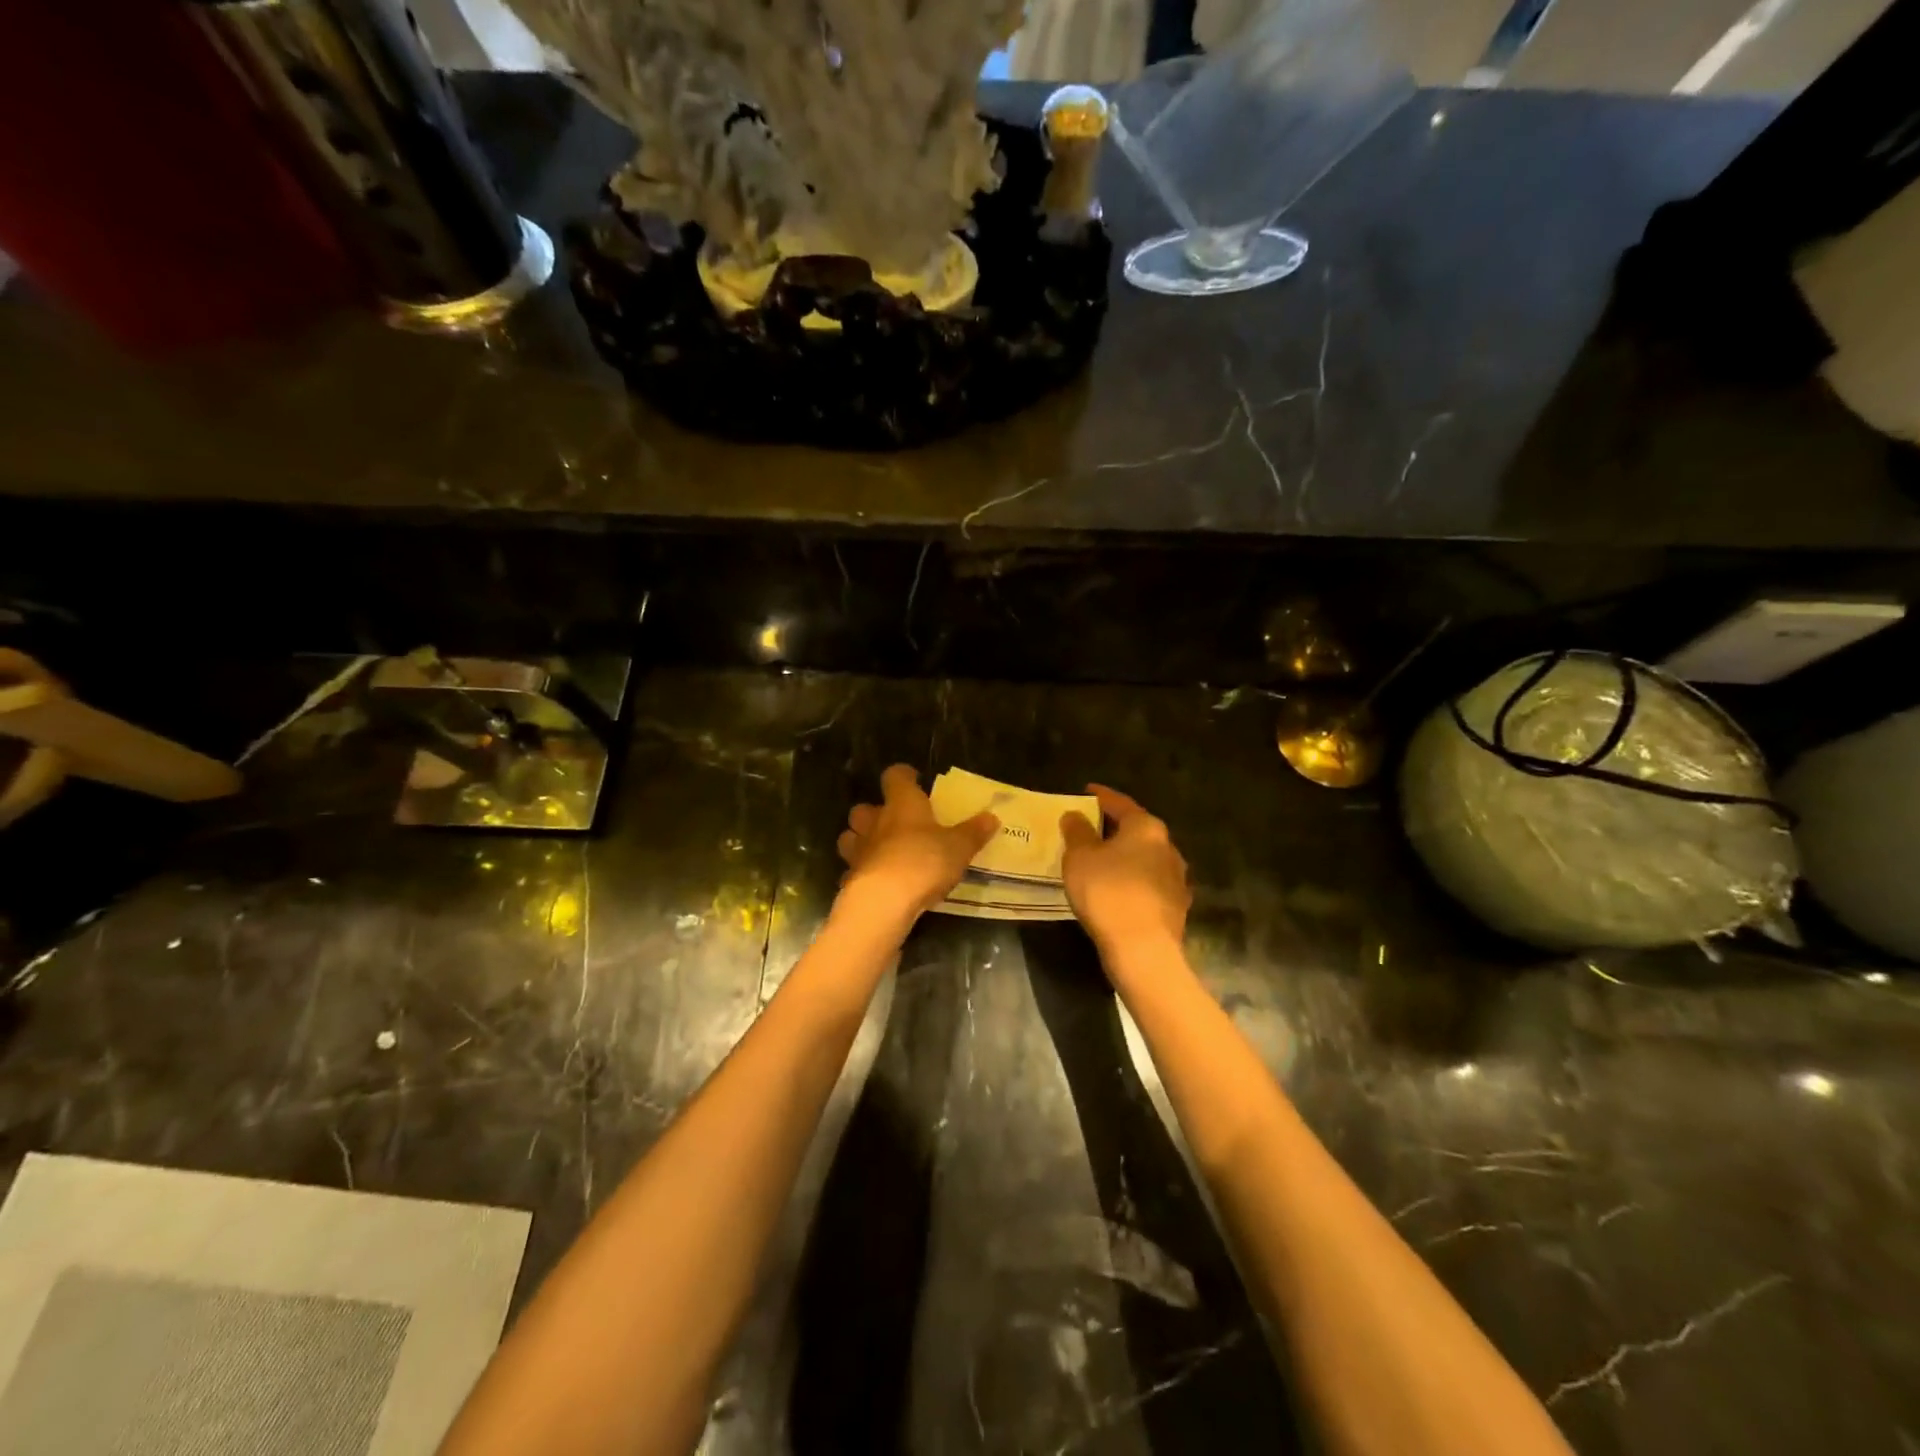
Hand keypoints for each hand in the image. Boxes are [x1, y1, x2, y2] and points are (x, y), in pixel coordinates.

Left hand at [836, 765, 997, 934]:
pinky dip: (863, 873)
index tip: (913, 780)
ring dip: (862, 841)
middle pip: (864, 808)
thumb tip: (991, 817)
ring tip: (880, 851)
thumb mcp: (959, 847)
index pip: (895, 776)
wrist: (884, 902)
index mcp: (902, 804)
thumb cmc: (924, 862)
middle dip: (875, 813)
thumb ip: (973, 832)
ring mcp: (858, 850)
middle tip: (895, 823)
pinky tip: (878, 882)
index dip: (903, 776)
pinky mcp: (850, 879)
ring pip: (851, 837)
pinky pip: (854, 870)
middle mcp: (875, 822)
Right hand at [1059, 784, 1190, 954]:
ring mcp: (1176, 877)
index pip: (1120, 803)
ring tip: (1100, 860)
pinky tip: (1117, 889)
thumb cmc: (1108, 893)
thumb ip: (1077, 832)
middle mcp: (1167, 846)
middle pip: (1136, 829)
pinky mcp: (1176, 905)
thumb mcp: (1080, 858)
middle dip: (1113, 827)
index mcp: (1146, 827)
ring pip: (1144, 857)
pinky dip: (1132, 879)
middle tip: (1088, 827)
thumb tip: (1075, 815)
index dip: (1100, 796)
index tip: (1086, 791)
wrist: (1143, 950)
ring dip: (1124, 856)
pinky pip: (1148, 882)